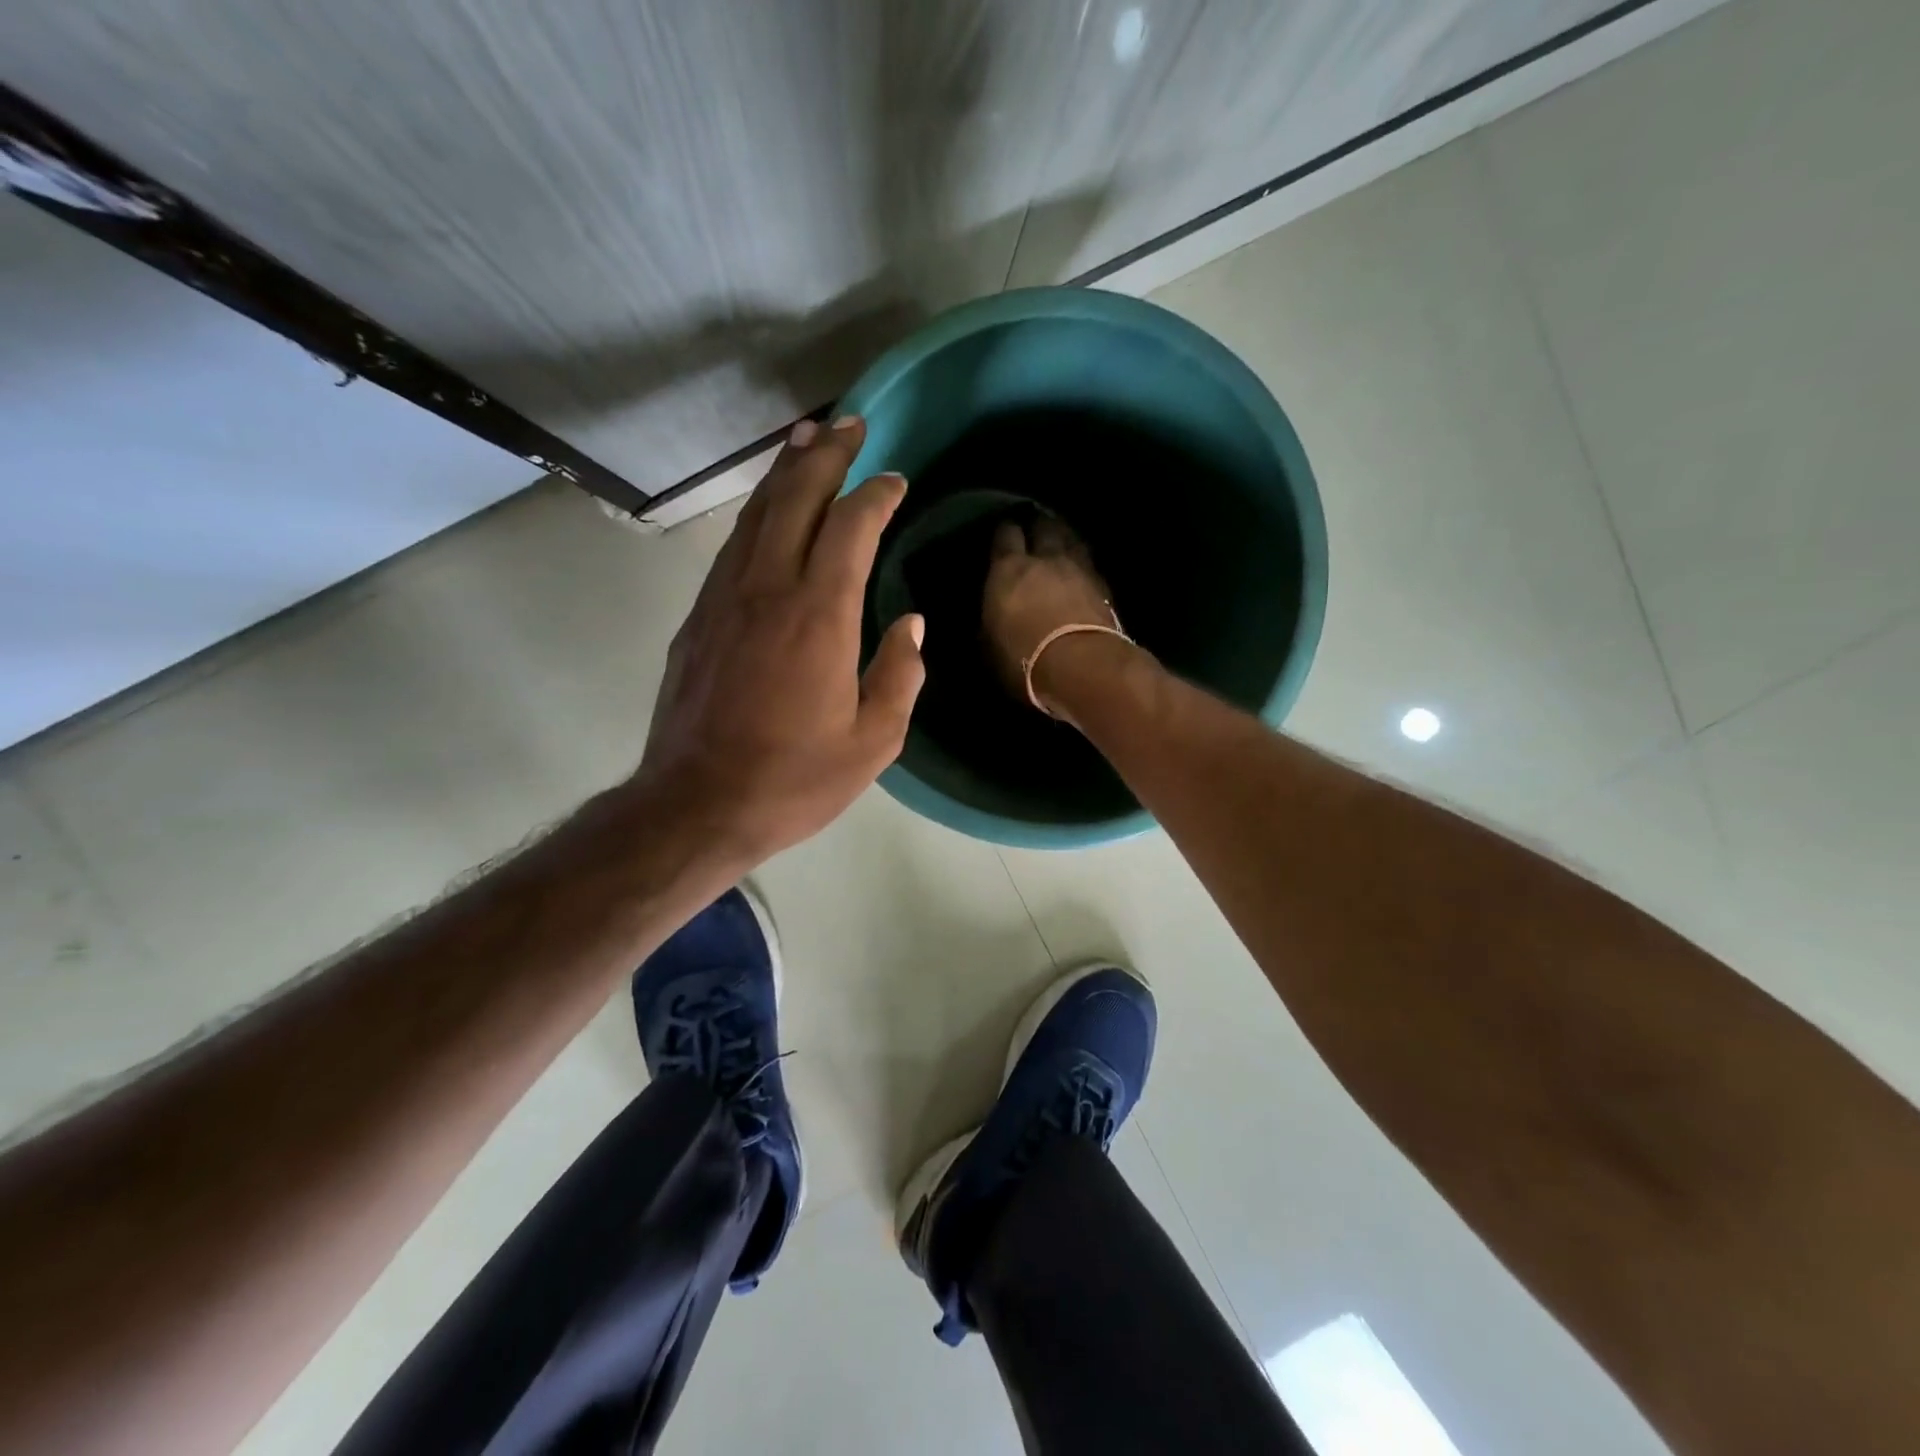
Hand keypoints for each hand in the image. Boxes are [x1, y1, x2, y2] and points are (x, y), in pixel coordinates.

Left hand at [633, 416, 924, 866]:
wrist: (696, 805)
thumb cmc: (794, 779)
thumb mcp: (873, 742)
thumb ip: (899, 675)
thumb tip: (911, 624)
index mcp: (819, 616)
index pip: (851, 528)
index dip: (875, 494)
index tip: (894, 479)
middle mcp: (768, 590)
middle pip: (795, 499)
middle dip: (825, 456)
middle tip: (848, 423)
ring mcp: (724, 600)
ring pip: (756, 515)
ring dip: (784, 473)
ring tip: (805, 441)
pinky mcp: (698, 618)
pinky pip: (732, 548)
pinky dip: (756, 515)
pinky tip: (767, 511)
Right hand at [983, 515, 1118, 709]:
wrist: (1082, 667)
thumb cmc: (1023, 659)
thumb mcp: (990, 645)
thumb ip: (991, 621)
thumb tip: (991, 616)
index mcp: (1008, 569)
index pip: (1005, 535)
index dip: (1004, 532)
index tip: (1003, 534)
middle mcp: (1045, 559)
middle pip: (1044, 527)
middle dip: (1038, 525)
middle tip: (1035, 527)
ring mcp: (1079, 570)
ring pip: (1072, 540)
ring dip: (1065, 538)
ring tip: (1061, 540)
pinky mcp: (1105, 588)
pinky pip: (1090, 565)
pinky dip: (1083, 564)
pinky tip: (1081, 570)